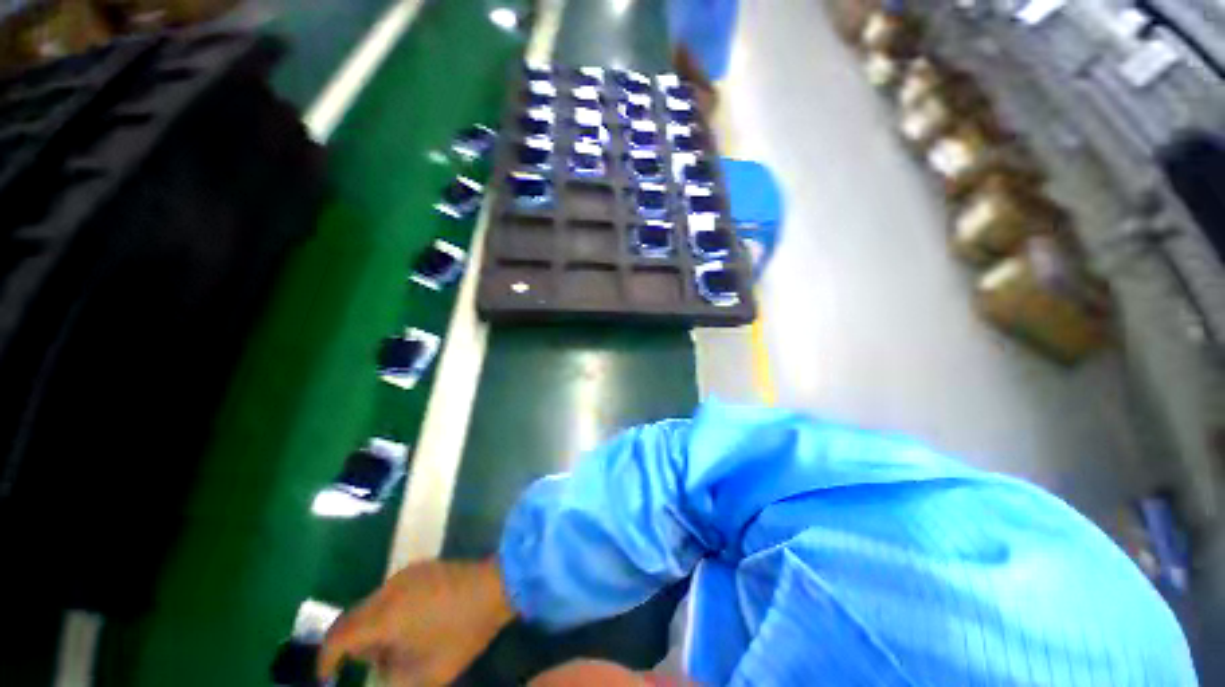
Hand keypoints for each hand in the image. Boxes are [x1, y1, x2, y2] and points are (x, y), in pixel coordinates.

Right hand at [318, 558, 515, 685]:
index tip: (327, 679)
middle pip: (352, 618)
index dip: (326, 660)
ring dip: (371, 629)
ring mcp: (407, 573)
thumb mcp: (427, 673)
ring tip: (394, 649)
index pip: (339, 636)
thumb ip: (391, 680)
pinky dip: (388, 613)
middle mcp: (389, 589)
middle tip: (365, 667)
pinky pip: (390, 593)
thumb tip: (375, 674)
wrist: (496, 585)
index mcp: (385, 615)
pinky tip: (410, 625)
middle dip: (350, 646)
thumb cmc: (462, 632)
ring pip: (371, 605)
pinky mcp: (421, 567)